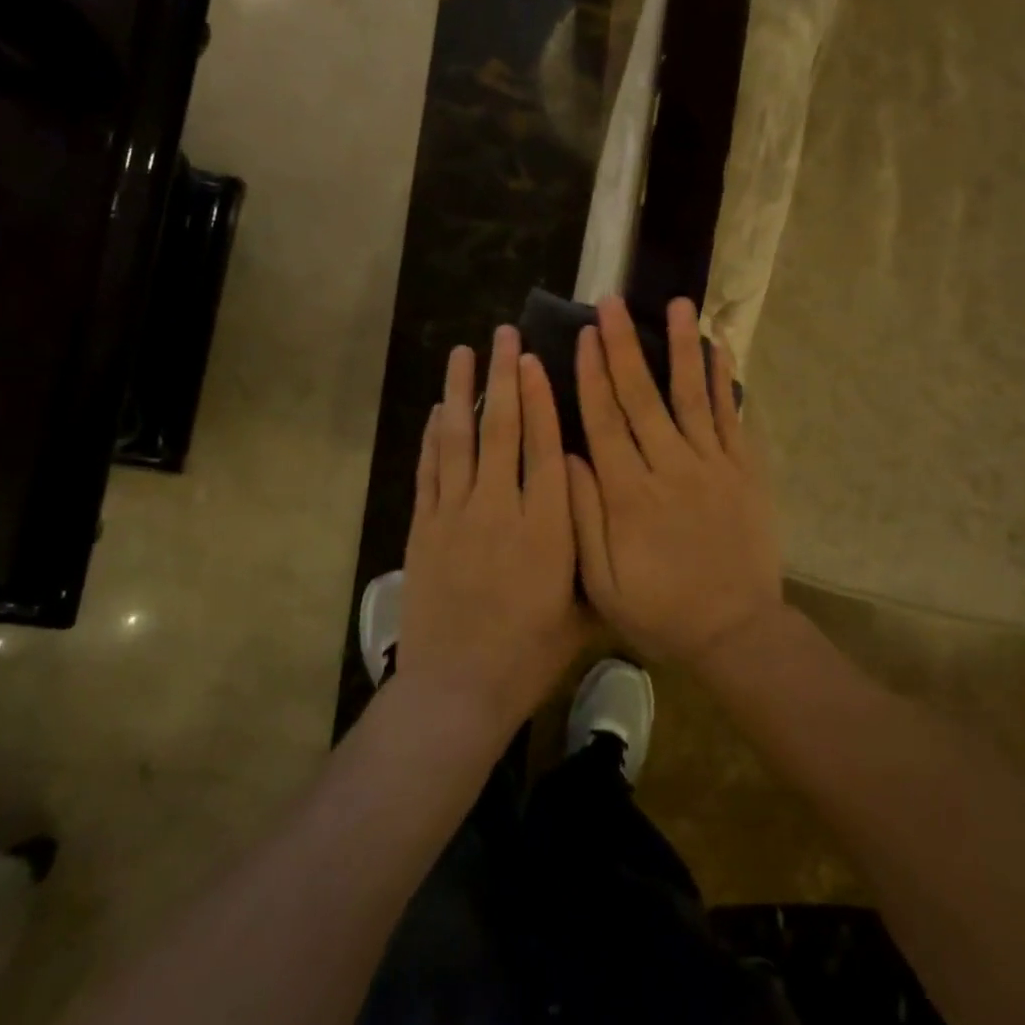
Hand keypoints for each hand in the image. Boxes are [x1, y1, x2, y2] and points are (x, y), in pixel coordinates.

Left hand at [400, 326, 589, 731]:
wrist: (458, 689)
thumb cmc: (530, 654)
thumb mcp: (583, 608)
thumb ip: (592, 549)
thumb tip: (601, 495)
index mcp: (546, 529)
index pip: (543, 448)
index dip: (541, 399)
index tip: (538, 360)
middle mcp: (500, 510)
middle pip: (501, 430)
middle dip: (504, 378)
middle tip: (505, 335)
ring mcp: (455, 516)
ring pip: (460, 440)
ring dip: (462, 391)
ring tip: (465, 352)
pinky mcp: (424, 529)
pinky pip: (429, 471)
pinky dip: (434, 436)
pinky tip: (440, 409)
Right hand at [566, 297, 783, 664]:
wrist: (737, 632)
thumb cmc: (662, 610)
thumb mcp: (604, 581)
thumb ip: (582, 517)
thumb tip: (566, 457)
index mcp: (630, 494)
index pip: (604, 421)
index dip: (591, 375)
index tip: (583, 335)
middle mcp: (670, 467)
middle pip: (642, 397)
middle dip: (624, 346)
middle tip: (611, 302)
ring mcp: (712, 465)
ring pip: (692, 396)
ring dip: (680, 347)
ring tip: (675, 304)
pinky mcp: (744, 470)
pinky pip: (732, 417)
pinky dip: (724, 380)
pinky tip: (717, 348)